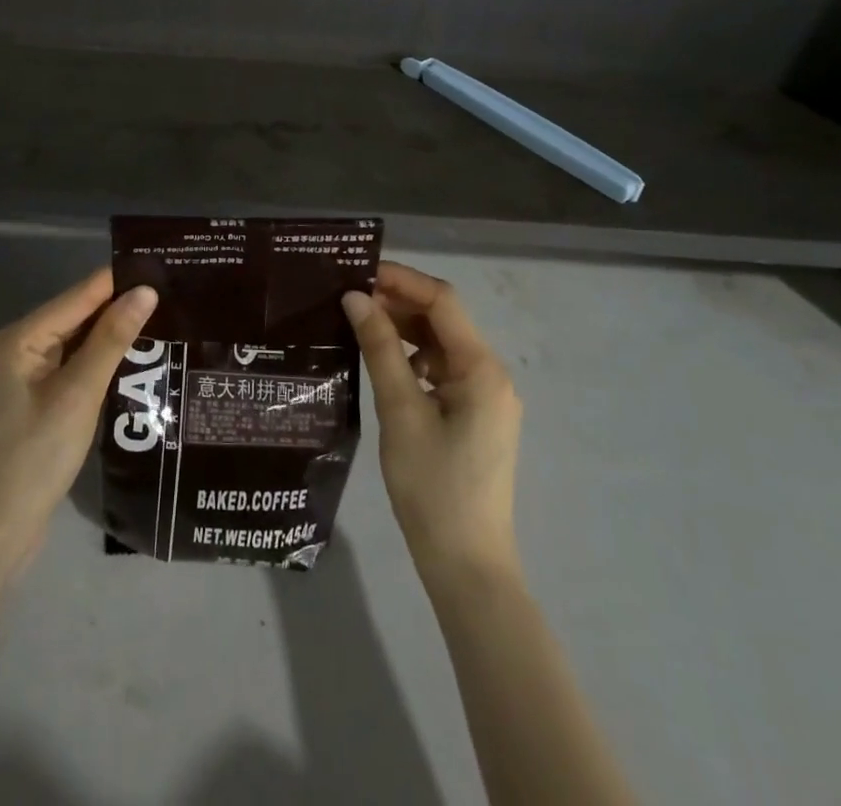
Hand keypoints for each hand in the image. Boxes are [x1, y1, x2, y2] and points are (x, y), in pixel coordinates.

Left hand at [0, 268, 159, 568]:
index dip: (119, 280)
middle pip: (78, 314)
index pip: (79, 295)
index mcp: (22, 337)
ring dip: (114, 332)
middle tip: (172, 292)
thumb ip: (112, 339)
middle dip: (120, 305)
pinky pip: (75, 363)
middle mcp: (21, 345)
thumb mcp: (80, 393)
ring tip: (165, 316)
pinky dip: (102, 358)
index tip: (163, 266)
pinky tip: (135, 356)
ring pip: (79, 339)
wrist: (1, 528)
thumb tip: (145, 291)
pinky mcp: (39, 396)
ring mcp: (28, 373)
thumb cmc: (37, 455)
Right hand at [343, 262, 522, 581]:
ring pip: (440, 346)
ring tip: (358, 324)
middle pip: (443, 321)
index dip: (401, 280)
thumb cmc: (433, 488)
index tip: (358, 272)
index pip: (442, 301)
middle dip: (399, 303)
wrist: (467, 567)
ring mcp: (486, 398)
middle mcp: (491, 375)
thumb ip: (380, 348)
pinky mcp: (474, 418)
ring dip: (404, 330)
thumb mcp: (400, 412)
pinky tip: (381, 364)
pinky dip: (412, 360)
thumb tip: (356, 297)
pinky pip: (442, 371)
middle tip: (349, 298)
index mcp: (482, 369)